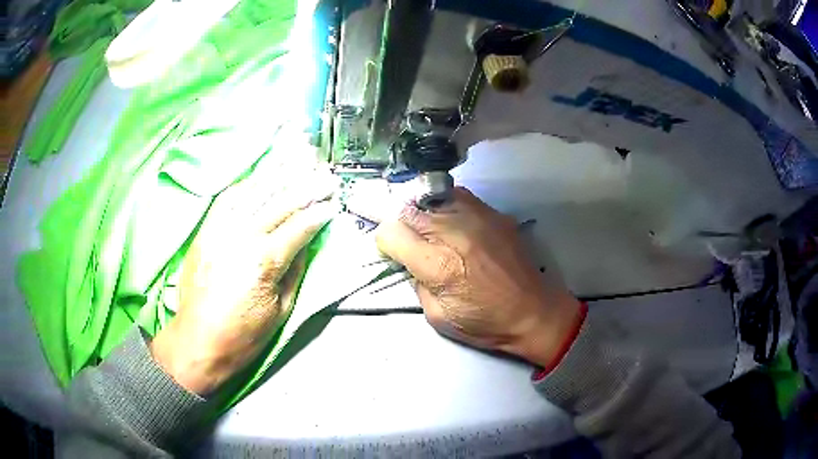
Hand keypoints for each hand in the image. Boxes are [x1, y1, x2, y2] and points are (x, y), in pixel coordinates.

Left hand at [150, 169, 335, 394]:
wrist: (197, 341)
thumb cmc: (243, 335)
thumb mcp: (280, 311)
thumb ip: (295, 271)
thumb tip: (305, 242)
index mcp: (264, 260)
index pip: (300, 226)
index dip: (320, 213)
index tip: (334, 203)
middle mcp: (242, 236)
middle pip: (280, 202)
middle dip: (307, 185)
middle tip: (325, 173)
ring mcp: (220, 229)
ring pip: (254, 191)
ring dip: (279, 171)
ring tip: (298, 155)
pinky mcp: (205, 230)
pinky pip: (227, 198)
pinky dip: (246, 183)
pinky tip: (261, 173)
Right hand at [375, 187, 580, 367]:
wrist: (534, 311)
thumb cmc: (485, 322)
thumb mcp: (437, 316)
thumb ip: (417, 283)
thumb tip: (411, 261)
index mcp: (437, 263)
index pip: (390, 232)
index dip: (386, 243)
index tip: (393, 253)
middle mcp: (453, 230)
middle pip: (407, 211)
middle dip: (403, 227)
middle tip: (412, 244)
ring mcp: (476, 215)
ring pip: (431, 198)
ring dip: (424, 214)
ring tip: (433, 232)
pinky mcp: (493, 212)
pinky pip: (458, 197)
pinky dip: (447, 207)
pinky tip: (454, 223)